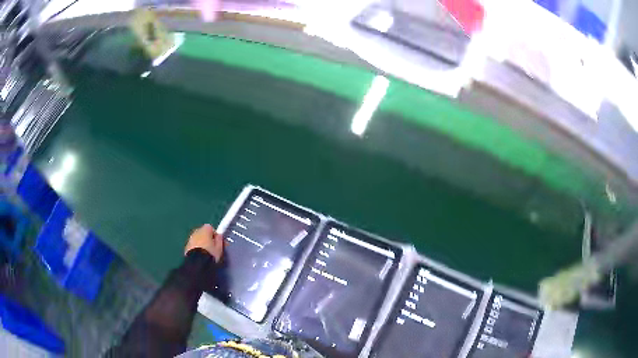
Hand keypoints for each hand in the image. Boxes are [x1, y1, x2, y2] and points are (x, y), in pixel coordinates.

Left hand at [185, 224, 224, 262]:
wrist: (196, 263)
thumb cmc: (210, 254)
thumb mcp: (219, 248)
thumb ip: (220, 240)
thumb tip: (219, 235)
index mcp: (205, 230)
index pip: (211, 228)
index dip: (215, 235)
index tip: (218, 243)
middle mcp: (196, 231)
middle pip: (203, 233)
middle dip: (207, 239)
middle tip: (212, 248)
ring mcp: (190, 238)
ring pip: (197, 239)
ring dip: (201, 243)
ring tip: (206, 253)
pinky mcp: (186, 246)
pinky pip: (193, 245)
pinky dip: (196, 248)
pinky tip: (200, 256)